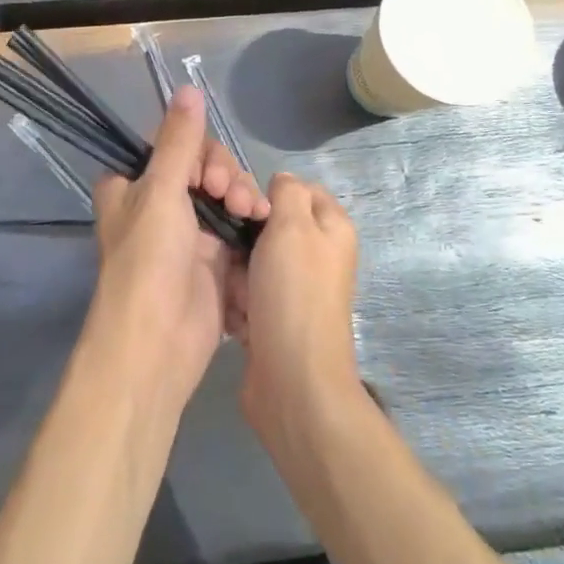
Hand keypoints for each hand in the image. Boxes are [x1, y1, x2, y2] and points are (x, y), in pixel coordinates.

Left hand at [87, 86, 269, 409]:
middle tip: (233, 197)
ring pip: (225, 195)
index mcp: (132, 185)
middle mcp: (158, 204)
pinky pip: (237, 226)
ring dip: (243, 197)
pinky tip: (263, 226)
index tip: (210, 174)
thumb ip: (180, 141)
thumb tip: (189, 88)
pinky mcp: (212, 259)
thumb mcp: (161, 191)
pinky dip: (251, 224)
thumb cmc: (148, 259)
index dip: (199, 153)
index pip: (174, 146)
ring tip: (253, 214)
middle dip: (227, 176)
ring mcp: (187, 232)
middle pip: (205, 168)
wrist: (156, 343)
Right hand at [231, 173, 363, 445]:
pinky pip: (246, 294)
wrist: (293, 380)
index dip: (267, 193)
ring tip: (233, 291)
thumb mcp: (293, 225)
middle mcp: (317, 255)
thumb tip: (283, 182)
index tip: (240, 205)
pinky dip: (237, 302)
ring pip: (251, 260)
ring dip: (236, 274)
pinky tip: (234, 317)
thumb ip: (288, 192)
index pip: (296, 189)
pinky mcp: (275, 318)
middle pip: (269, 226)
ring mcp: (296, 289)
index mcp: (331, 228)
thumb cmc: (294, 293)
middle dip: (244, 238)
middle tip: (231, 250)